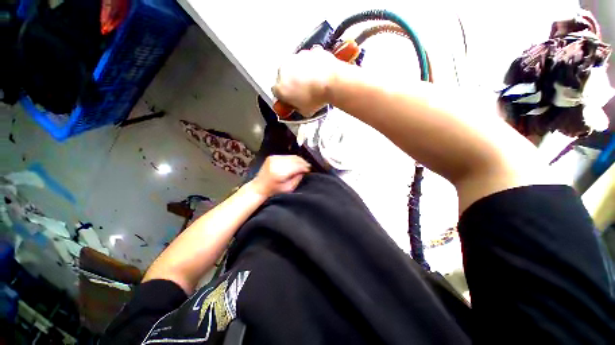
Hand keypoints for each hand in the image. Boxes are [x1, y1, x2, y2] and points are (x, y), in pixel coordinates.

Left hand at [250, 155, 310, 197]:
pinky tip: (294, 163)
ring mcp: (274, 158)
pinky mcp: (272, 156)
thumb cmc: (274, 190)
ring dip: (298, 160)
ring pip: (292, 156)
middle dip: (303, 162)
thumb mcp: (288, 188)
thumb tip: (304, 171)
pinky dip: (292, 159)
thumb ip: (297, 179)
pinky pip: (286, 156)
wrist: (259, 186)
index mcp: (280, 172)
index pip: (297, 166)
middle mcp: (276, 163)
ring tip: (302, 165)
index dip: (305, 167)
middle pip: (295, 159)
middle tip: (307, 167)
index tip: (309, 169)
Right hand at [272, 46, 344, 115]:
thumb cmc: (317, 98)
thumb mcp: (305, 112)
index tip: (290, 99)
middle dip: (290, 82)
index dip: (284, 97)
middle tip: (301, 90)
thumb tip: (298, 106)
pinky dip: (311, 64)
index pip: (276, 92)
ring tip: (312, 80)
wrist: (332, 81)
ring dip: (299, 72)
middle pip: (283, 77)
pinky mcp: (308, 51)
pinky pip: (307, 59)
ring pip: (294, 66)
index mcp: (280, 87)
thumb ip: (297, 108)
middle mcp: (283, 70)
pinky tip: (318, 72)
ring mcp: (295, 58)